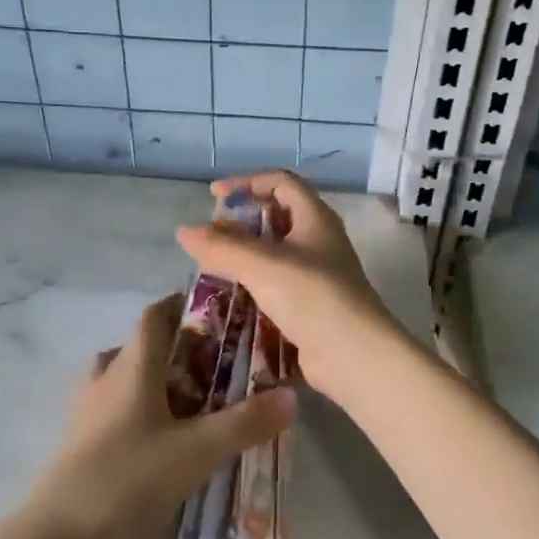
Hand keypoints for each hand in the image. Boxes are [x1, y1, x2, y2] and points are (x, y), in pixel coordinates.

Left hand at [24, 294, 296, 538]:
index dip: (183, 305)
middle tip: (215, 368)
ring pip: (125, 380)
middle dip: (178, 352)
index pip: (156, 315)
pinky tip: (161, 445)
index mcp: (132, 366)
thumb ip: (246, 422)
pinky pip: (113, 412)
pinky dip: (139, 414)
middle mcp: (106, 378)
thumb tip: (292, 395)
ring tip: (191, 406)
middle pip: (141, 347)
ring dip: (156, 384)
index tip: (216, 312)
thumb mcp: (197, 451)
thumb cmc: (128, 479)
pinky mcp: (78, 444)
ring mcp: (86, 412)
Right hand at [174, 172, 404, 404]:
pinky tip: (230, 298)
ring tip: (212, 267)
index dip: (247, 182)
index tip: (215, 195)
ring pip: (275, 254)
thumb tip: (184, 231)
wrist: (354, 355)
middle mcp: (319, 241)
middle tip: (211, 235)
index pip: (281, 182)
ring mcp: (317, 275)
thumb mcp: (263, 265)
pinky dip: (253, 285)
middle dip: (242, 222)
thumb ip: (222, 246)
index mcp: (315, 218)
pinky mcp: (311, 305)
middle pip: (278, 217)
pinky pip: (277, 285)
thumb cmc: (312, 296)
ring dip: (245, 256)